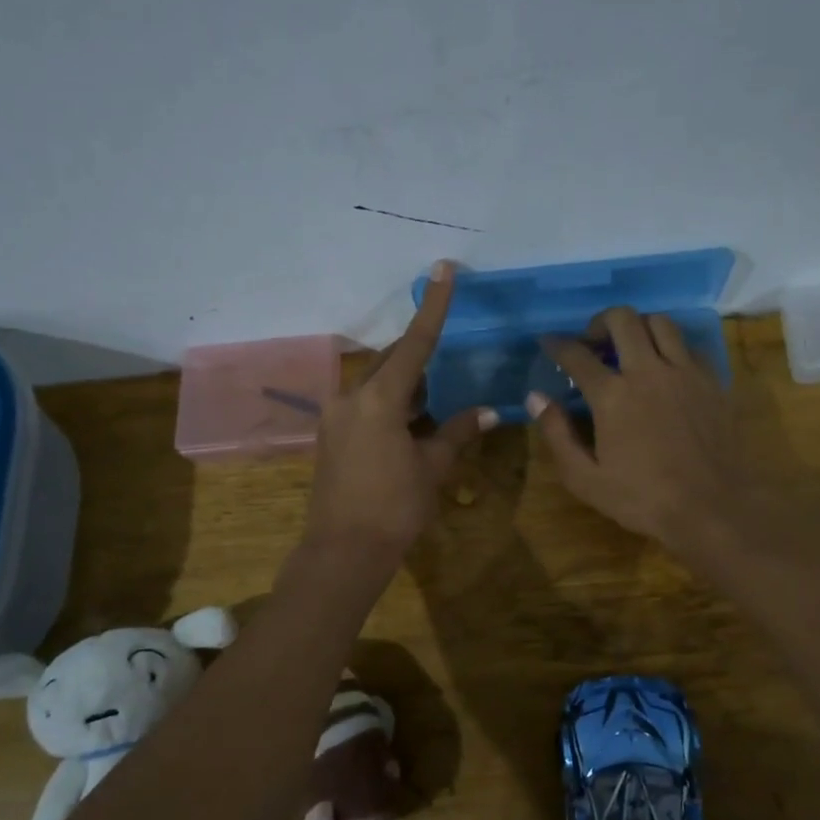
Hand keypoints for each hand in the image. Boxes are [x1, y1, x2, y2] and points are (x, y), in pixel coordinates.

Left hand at [304, 261, 495, 564]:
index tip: (442, 269)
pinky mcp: (332, 435)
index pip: (415, 343)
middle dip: (421, 355)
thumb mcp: (432, 467)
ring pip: (378, 383)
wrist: (344, 550)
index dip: (433, 305)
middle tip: (448, 354)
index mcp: (379, 398)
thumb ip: (457, 432)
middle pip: (393, 361)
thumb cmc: (394, 506)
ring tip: (436, 395)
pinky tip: (413, 420)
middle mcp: (351, 397)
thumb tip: (487, 412)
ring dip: (408, 384)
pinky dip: (392, 404)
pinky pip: (366, 404)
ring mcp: (336, 415)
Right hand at [529, 308, 785, 570]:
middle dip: (600, 322)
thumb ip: (557, 434)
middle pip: (622, 319)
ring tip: (630, 347)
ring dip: (638, 327)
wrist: (712, 508)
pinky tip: (665, 368)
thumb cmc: (642, 498)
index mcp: (613, 395)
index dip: (557, 344)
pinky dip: (671, 347)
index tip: (548, 342)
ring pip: (660, 322)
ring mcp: (685, 372)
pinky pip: (689, 346)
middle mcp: (648, 371)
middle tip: (593, 342)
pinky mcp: (712, 381)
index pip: (577, 355)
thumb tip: (537, 397)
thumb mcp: (585, 478)